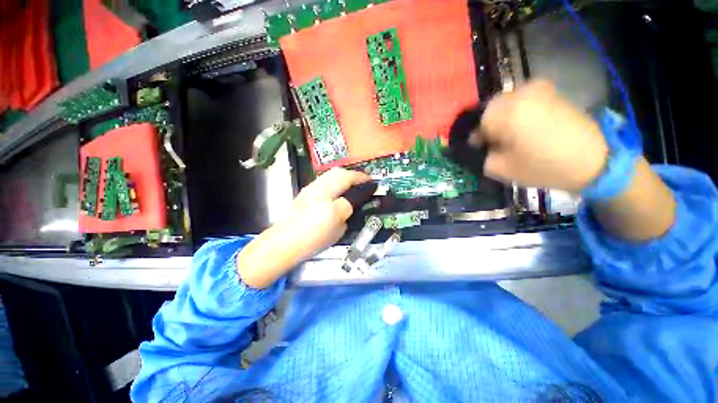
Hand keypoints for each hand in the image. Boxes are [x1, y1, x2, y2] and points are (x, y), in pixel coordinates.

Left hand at [237, 168, 370, 287]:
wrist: (285, 242)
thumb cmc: (314, 238)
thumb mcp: (338, 227)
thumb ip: (347, 210)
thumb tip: (352, 202)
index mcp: (328, 197)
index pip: (350, 182)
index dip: (363, 181)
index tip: (373, 183)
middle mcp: (319, 187)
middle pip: (339, 172)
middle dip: (354, 175)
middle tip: (363, 183)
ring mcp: (310, 189)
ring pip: (331, 174)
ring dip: (344, 177)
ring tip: (352, 186)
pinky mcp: (305, 193)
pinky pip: (324, 181)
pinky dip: (335, 182)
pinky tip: (338, 192)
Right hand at [472, 80, 608, 191]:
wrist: (594, 159)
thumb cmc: (544, 166)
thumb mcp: (502, 169)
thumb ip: (481, 156)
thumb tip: (477, 147)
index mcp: (507, 112)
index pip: (477, 122)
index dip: (475, 137)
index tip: (480, 150)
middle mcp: (521, 93)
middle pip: (490, 109)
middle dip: (488, 126)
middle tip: (494, 143)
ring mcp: (538, 89)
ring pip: (505, 103)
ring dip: (502, 118)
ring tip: (510, 136)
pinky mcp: (550, 91)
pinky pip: (522, 100)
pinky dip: (517, 112)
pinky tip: (524, 127)